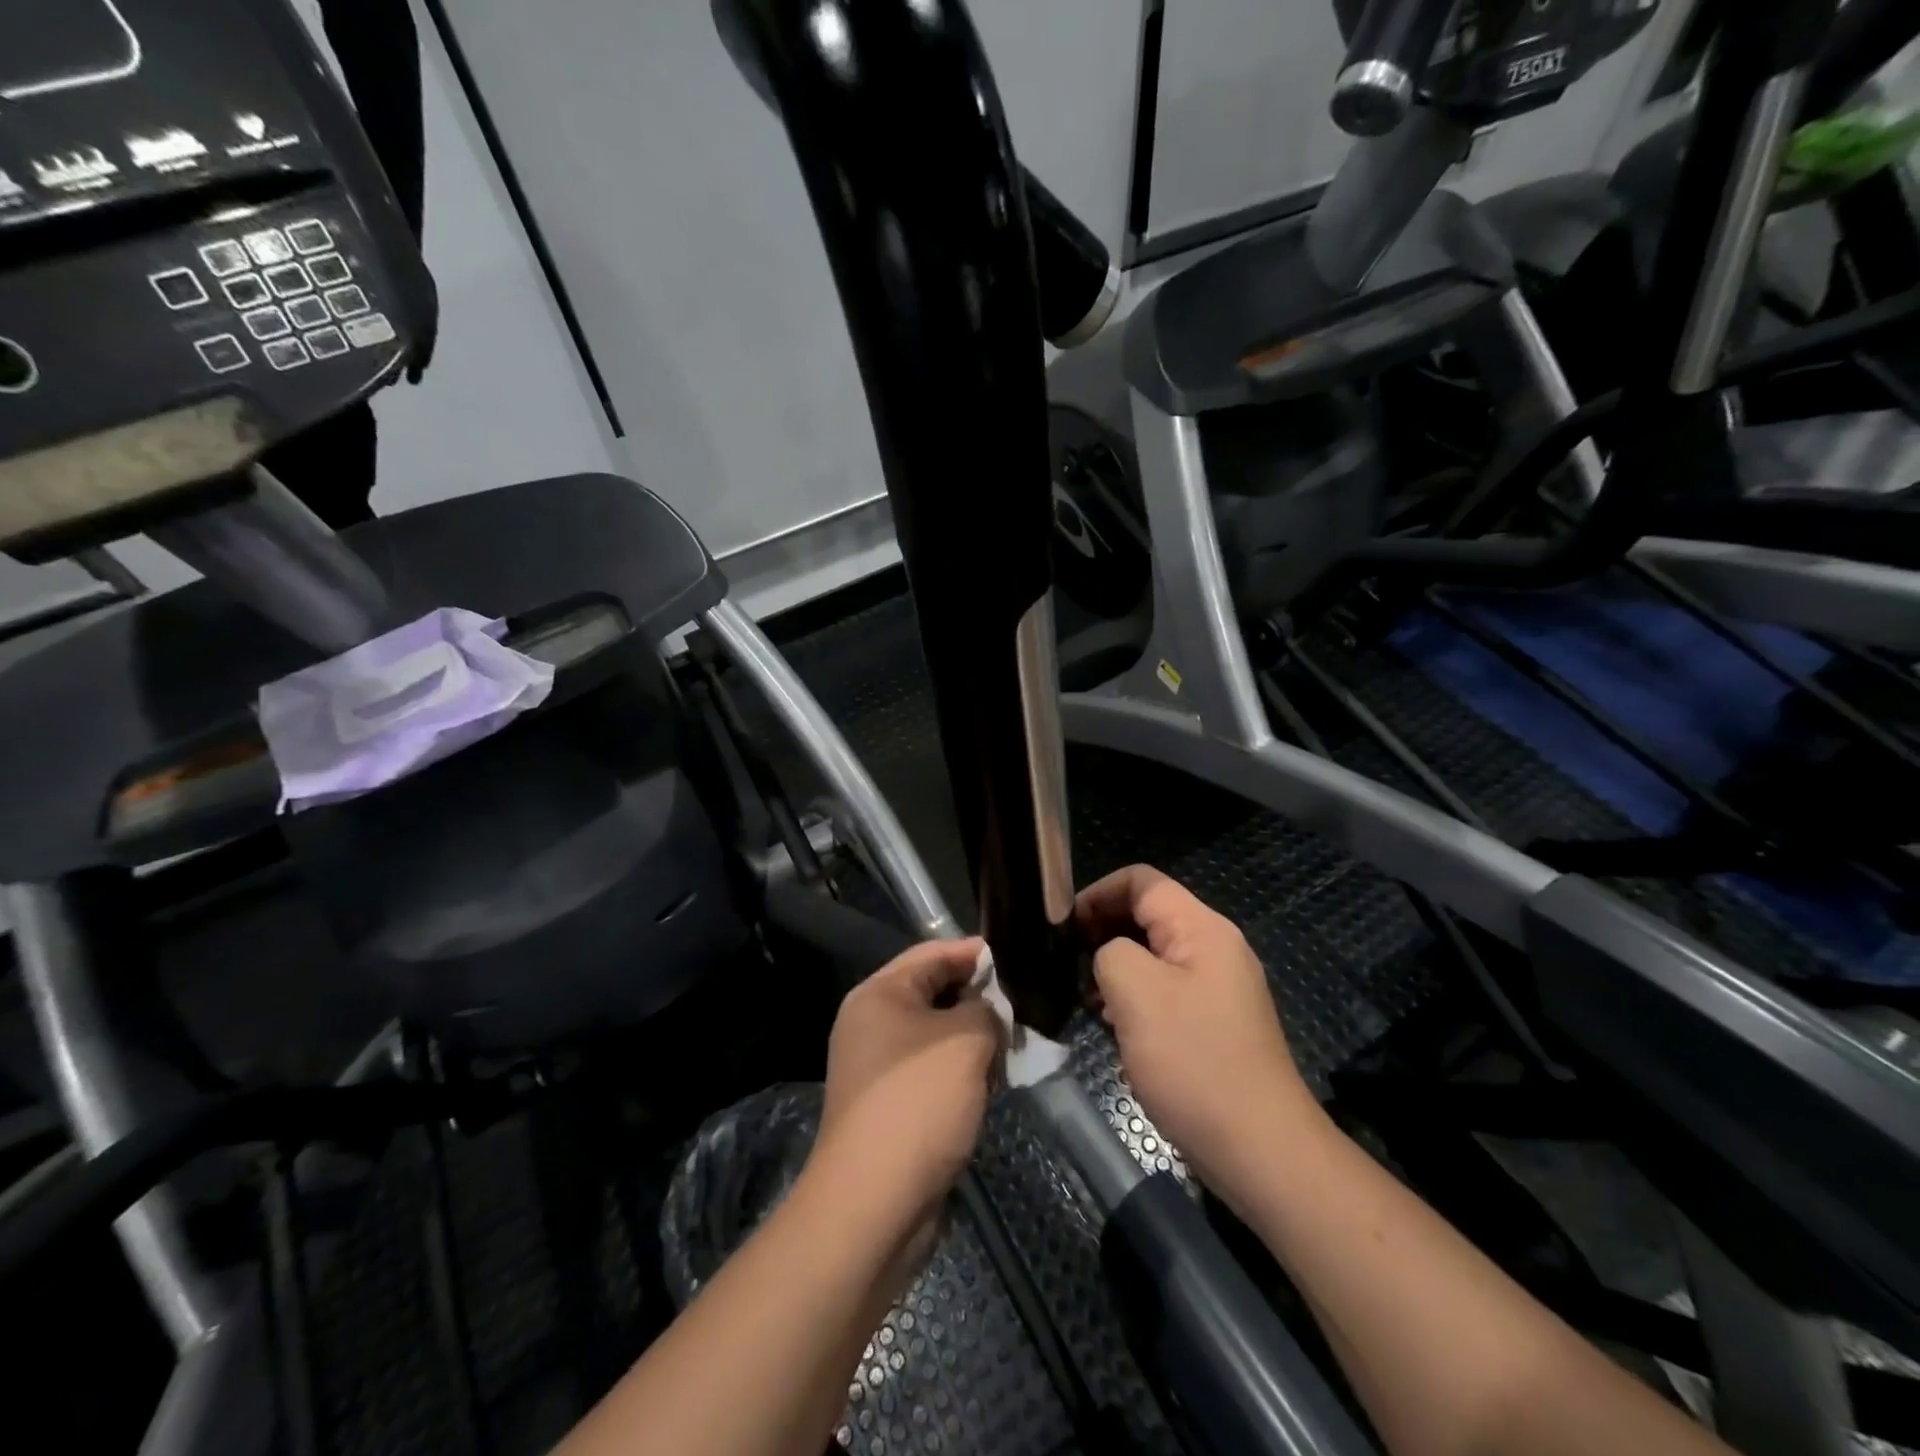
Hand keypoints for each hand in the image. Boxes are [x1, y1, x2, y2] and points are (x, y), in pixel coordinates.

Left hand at [807, 938, 1004, 1263]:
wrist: (873, 1203)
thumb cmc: (918, 1102)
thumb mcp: (965, 1041)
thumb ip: (986, 1010)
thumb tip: (990, 1011)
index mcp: (880, 994)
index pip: (932, 954)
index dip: (974, 953)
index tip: (1015, 959)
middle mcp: (872, 1024)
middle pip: (934, 994)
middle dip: (979, 1000)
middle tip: (1022, 1008)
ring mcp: (879, 1068)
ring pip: (937, 1037)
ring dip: (974, 1041)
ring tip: (1013, 1048)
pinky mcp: (891, 1106)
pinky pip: (933, 1072)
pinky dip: (962, 1073)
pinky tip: (991, 1085)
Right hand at [1076, 866, 1322, 1202]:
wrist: (1259, 1149)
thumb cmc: (1194, 1061)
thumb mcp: (1136, 992)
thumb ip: (1108, 952)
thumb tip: (1106, 955)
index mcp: (1202, 928)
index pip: (1141, 880)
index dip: (1096, 892)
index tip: (1062, 926)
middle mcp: (1214, 948)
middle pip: (1147, 914)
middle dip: (1102, 929)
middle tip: (1066, 961)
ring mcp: (1217, 987)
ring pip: (1153, 955)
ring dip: (1115, 966)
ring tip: (1085, 995)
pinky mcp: (1213, 1022)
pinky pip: (1165, 990)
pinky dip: (1134, 996)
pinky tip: (1113, 1024)